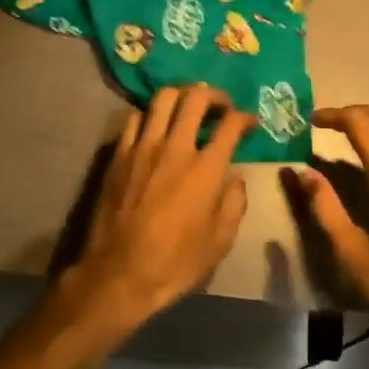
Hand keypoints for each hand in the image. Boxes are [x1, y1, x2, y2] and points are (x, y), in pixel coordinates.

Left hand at [63, 84, 252, 335]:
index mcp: (205, 169)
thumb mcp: (220, 242)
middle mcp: (175, 147)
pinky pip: (135, 117)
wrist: (119, 274)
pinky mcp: (119, 154)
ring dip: (181, 96)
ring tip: (188, 107)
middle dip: (215, 95)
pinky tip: (155, 127)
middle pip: (197, 97)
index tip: (250, 122)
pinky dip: (150, 115)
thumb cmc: (175, 262)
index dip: (245, 117)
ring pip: (163, 98)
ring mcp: (144, 147)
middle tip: (221, 106)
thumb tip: (236, 177)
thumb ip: (235, 203)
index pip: (231, 124)